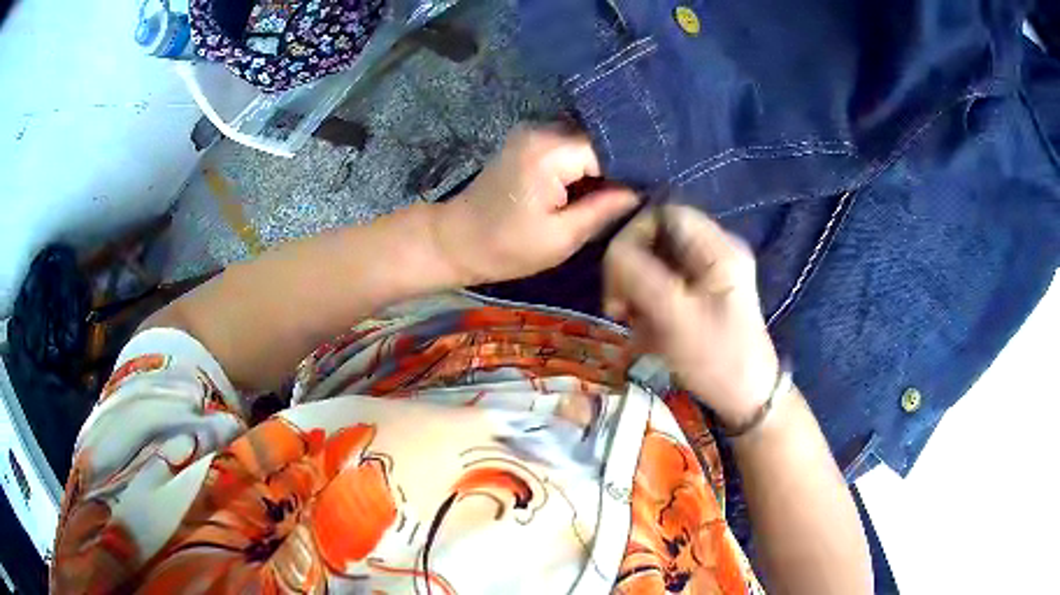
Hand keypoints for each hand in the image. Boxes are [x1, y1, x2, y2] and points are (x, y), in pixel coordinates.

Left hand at [432, 125, 639, 283]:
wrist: (455, 240)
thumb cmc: (505, 247)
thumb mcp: (561, 238)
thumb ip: (604, 209)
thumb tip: (642, 190)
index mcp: (549, 153)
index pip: (610, 148)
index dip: (635, 167)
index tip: (658, 186)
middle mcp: (542, 130)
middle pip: (600, 137)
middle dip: (624, 162)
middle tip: (649, 187)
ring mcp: (534, 131)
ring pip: (588, 139)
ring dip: (607, 161)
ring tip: (631, 185)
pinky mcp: (530, 140)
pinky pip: (571, 144)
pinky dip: (589, 160)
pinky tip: (602, 181)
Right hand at [603, 205, 779, 426]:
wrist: (748, 399)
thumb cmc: (719, 360)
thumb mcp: (677, 318)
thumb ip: (641, 277)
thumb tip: (613, 253)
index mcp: (718, 248)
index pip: (663, 214)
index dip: (633, 236)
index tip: (617, 276)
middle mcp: (715, 251)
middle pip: (656, 238)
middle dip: (631, 270)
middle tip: (620, 308)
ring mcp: (709, 273)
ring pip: (655, 263)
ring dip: (636, 291)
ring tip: (634, 324)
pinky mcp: (702, 294)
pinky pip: (662, 285)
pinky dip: (647, 305)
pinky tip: (647, 332)